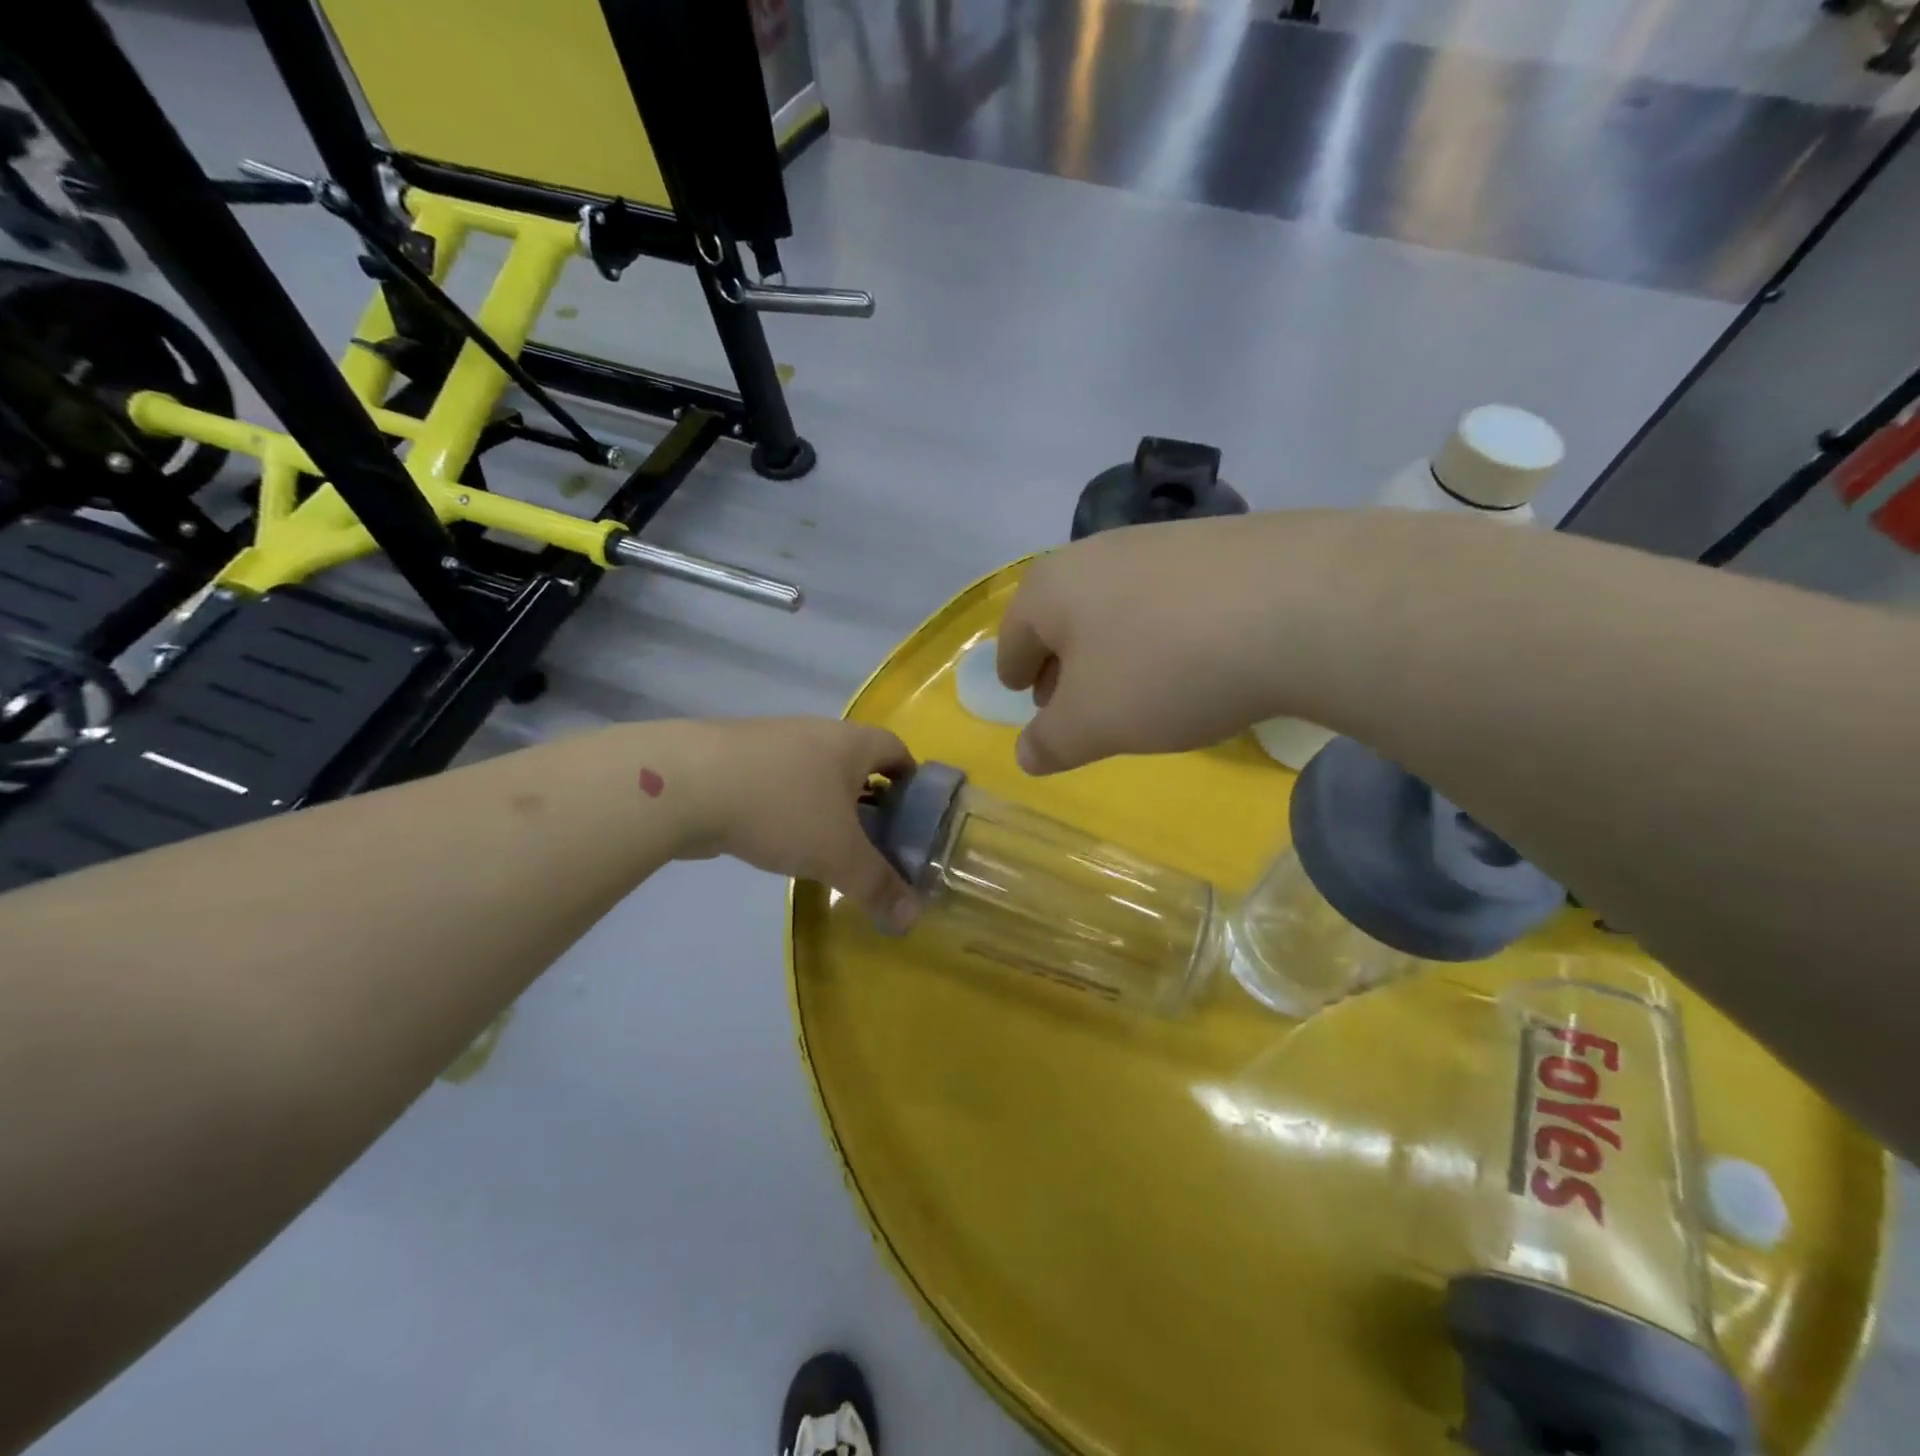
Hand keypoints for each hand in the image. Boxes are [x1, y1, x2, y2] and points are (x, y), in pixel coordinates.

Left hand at [674, 717, 920, 928]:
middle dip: (870, 800)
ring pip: (815, 775)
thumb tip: (912, 917)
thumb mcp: (838, 854)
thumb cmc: (782, 807)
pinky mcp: (736, 762)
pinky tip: (782, 841)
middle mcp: (816, 733)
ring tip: (830, 848)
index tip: (914, 818)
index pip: (897, 750)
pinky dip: (790, 810)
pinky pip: (779, 784)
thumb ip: (877, 885)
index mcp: (850, 742)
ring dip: (827, 807)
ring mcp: (773, 744)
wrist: (686, 785)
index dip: (912, 781)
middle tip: (876, 842)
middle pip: (856, 763)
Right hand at [997, 513, 1343, 773]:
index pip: (1014, 635)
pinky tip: (1193, 659)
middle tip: (1071, 699)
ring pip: (1118, 604)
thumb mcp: (1093, 724)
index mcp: (1052, 588)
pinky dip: (1164, 631)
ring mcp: (1164, 542)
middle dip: (1061, 660)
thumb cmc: (1164, 669)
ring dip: (1114, 646)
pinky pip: (1171, 597)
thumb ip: (1051, 743)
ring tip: (1134, 686)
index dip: (1014, 670)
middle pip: (1064, 615)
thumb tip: (1025, 755)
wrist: (1299, 606)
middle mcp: (1100, 552)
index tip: (1020, 692)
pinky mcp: (1223, 545)